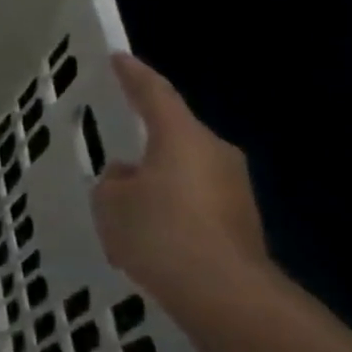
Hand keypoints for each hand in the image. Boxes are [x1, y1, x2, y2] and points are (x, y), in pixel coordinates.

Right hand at [92, 55, 272, 313]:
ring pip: (184, 167)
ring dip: (157, 176)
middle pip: (174, 133)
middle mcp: (214, 152)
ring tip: (125, 197)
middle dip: (145, 138)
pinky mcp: (239, 218)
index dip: (134, 75)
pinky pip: (194, 197)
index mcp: (181, 137)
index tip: (118, 58)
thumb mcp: (111, 203)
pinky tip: (149, 228)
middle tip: (116, 144)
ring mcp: (233, 186)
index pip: (155, 94)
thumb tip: (127, 177)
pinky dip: (171, 203)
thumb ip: (113, 182)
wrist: (224, 292)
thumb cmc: (160, 233)